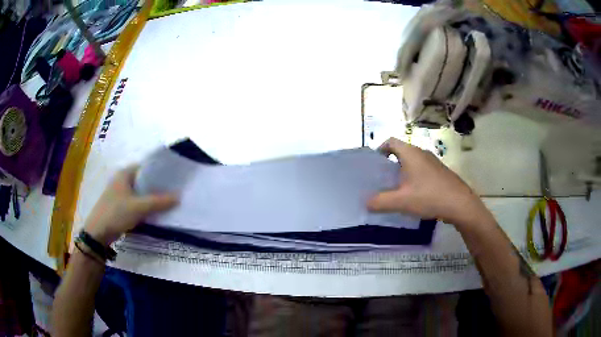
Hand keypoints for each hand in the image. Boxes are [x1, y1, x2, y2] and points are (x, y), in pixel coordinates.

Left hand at [84, 165, 177, 245]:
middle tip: (174, 191)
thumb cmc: (116, 213)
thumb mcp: (139, 207)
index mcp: (125, 174)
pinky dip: (145, 206)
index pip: (146, 167)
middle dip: (157, 187)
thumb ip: (159, 202)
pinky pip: (136, 202)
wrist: (98, 232)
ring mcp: (120, 193)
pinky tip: (154, 212)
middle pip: (144, 181)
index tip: (174, 178)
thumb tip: (179, 197)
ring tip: (168, 202)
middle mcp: (122, 180)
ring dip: (151, 198)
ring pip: (140, 193)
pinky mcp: (120, 206)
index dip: (160, 172)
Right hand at [367, 138, 491, 227]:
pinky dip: (414, 178)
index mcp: (411, 153)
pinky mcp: (441, 172)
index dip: (380, 149)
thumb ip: (380, 202)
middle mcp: (422, 153)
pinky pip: (422, 170)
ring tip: (396, 189)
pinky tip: (414, 195)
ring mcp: (434, 162)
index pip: (391, 141)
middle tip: (382, 180)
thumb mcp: (401, 201)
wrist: (460, 204)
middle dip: (390, 164)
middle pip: (401, 152)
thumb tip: (366, 202)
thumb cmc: (429, 196)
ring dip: (403, 172)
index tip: (374, 165)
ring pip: (413, 162)